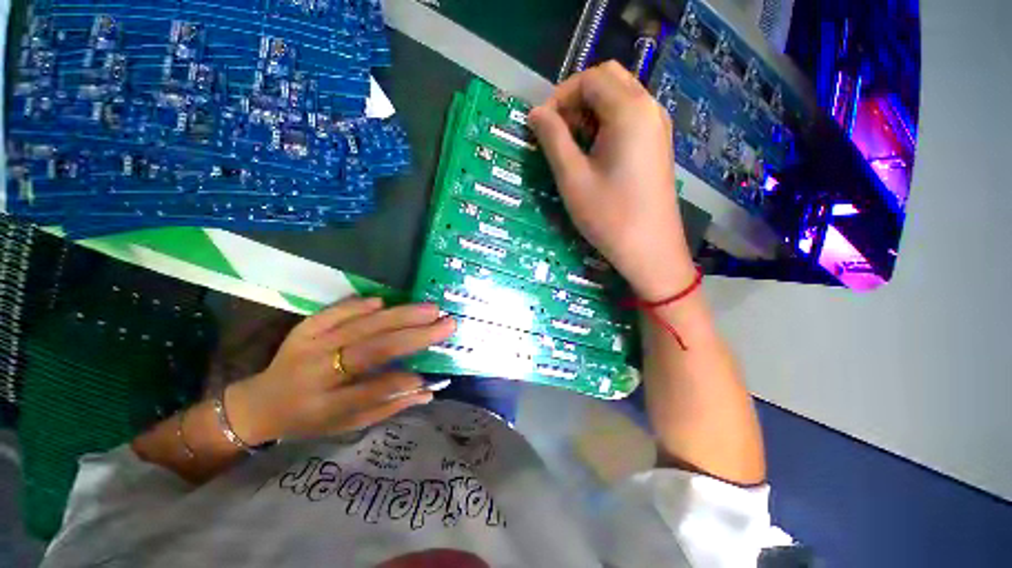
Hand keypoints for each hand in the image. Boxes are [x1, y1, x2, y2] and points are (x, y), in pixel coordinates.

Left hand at [225, 297, 455, 443]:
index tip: (429, 376)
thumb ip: (387, 407)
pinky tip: (384, 301)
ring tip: (431, 309)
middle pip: (371, 350)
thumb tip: (427, 391)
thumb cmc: (309, 420)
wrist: (259, 403)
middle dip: (414, 336)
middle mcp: (316, 373)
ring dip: (400, 315)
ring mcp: (308, 346)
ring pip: (361, 327)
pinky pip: (334, 312)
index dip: (400, 383)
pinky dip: (359, 305)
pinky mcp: (302, 329)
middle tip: (446, 324)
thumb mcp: (346, 425)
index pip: (368, 392)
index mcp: (325, 406)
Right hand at [528, 61, 695, 299]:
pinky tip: (594, 153)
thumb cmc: (609, 216)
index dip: (560, 96)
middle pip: (608, 80)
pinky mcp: (658, 144)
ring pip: (620, 97)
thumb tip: (536, 113)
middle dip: (576, 99)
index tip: (542, 126)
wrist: (650, 250)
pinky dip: (607, 124)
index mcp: (629, 111)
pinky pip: (630, 117)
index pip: (590, 78)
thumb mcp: (572, 178)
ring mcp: (658, 126)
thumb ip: (553, 139)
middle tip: (557, 133)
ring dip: (591, 111)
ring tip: (573, 146)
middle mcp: (649, 108)